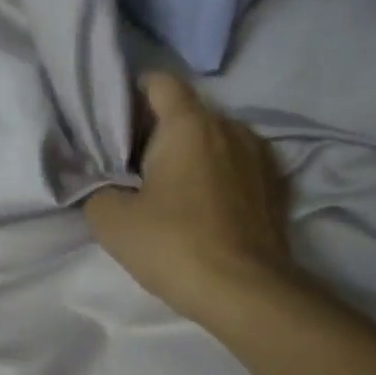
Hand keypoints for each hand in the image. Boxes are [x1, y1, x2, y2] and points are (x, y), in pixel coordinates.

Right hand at [84, 72, 297, 325]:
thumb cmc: (174, 246)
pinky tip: (207, 208)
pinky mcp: (277, 187)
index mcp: (189, 124)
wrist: (245, 292)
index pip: (159, 82)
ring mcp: (260, 156)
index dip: (133, 95)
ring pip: (217, 140)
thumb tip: (107, 185)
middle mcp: (230, 127)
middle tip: (134, 167)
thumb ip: (99, 189)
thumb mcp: (112, 221)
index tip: (117, 125)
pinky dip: (221, 176)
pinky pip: (239, 167)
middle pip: (188, 113)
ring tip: (173, 190)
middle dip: (160, 132)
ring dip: (194, 155)